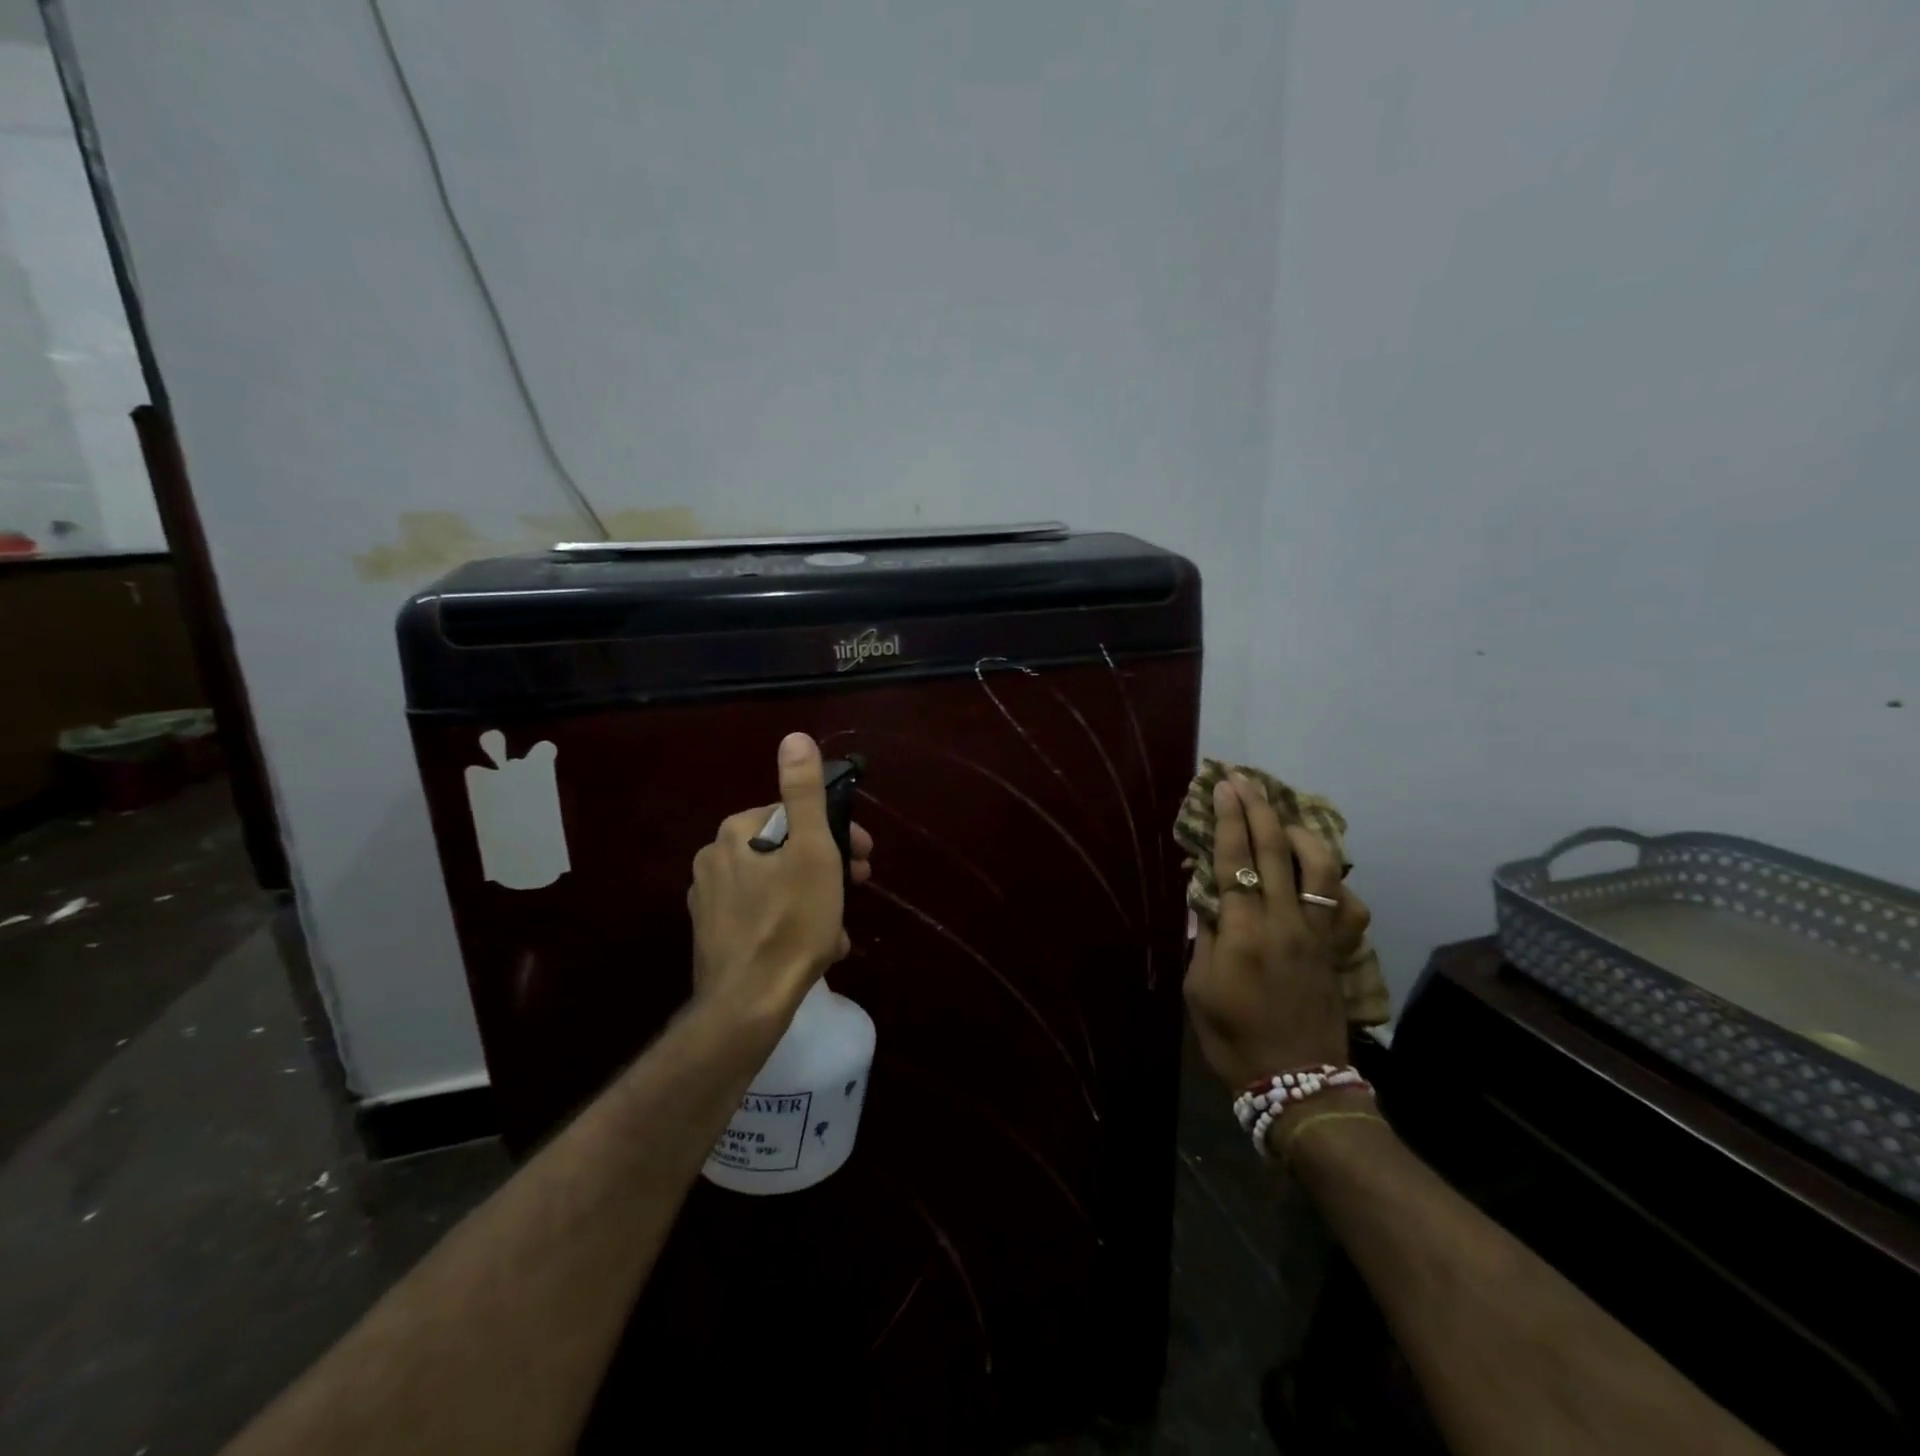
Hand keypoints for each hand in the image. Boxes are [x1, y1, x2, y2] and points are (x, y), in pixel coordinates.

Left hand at [687, 733, 873, 1026]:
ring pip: (778, 886)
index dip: (836, 832)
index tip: (864, 856)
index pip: (795, 816)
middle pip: (786, 852)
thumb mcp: (811, 850)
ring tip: (839, 928)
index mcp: (735, 833)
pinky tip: (815, 948)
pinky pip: (763, 916)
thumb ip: (804, 793)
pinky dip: (792, 923)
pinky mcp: (713, 937)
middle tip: (858, 887)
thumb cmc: (790, 921)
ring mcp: (709, 902)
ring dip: (815, 899)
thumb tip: (794, 738)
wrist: (748, 1004)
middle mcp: (714, 860)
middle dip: (828, 868)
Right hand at [1183, 775, 1360, 1087]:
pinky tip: (1316, 871)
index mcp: (1244, 932)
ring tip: (1280, 819)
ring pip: (1319, 866)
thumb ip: (1204, 934)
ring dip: (1298, 832)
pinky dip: (1331, 878)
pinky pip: (1344, 902)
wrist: (1296, 1082)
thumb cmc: (1233, 1037)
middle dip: (1258, 809)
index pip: (1235, 860)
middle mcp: (1285, 922)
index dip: (1228, 819)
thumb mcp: (1199, 986)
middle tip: (1245, 780)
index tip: (1223, 786)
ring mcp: (1318, 934)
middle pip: (1275, 850)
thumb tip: (1205, 895)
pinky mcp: (1337, 949)